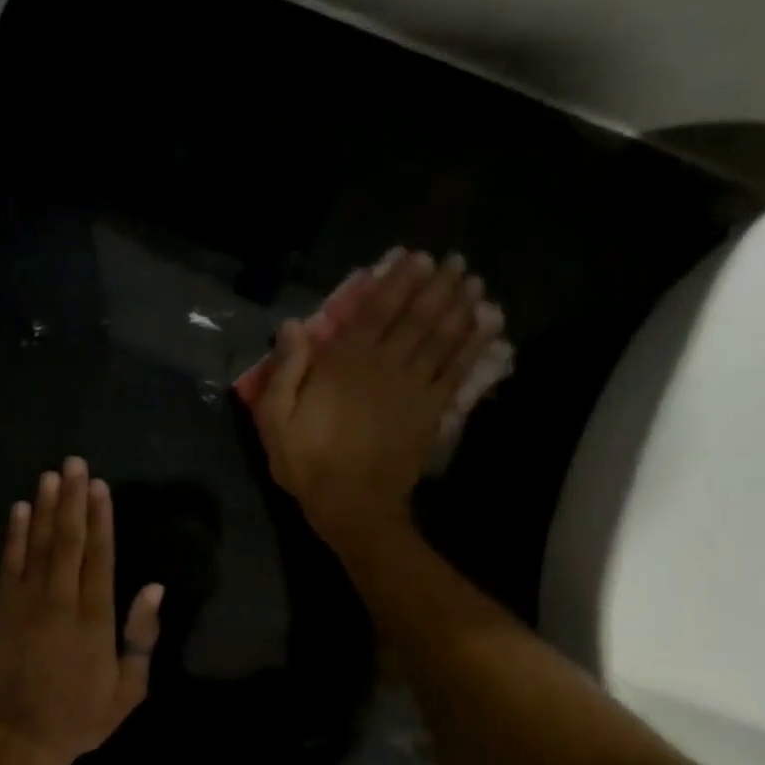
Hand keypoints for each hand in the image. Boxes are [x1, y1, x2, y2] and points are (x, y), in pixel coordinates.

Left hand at [0, 457, 163, 764]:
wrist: (16, 738)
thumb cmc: (78, 717)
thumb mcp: (127, 689)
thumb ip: (141, 637)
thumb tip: (154, 588)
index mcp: (97, 618)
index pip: (101, 556)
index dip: (101, 518)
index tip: (101, 486)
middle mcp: (63, 600)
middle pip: (69, 539)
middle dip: (73, 499)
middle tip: (75, 463)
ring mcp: (28, 602)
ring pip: (39, 544)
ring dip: (45, 507)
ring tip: (50, 475)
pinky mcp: (1, 609)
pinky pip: (9, 563)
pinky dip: (14, 534)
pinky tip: (19, 509)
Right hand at [255, 250, 490, 551]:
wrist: (354, 505)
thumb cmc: (309, 463)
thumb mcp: (276, 420)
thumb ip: (285, 371)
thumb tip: (293, 325)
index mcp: (345, 363)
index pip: (376, 311)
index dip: (398, 282)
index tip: (415, 258)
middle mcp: (386, 365)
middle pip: (417, 316)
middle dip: (437, 285)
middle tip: (454, 261)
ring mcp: (415, 387)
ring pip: (443, 337)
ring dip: (460, 306)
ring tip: (474, 282)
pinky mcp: (433, 410)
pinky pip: (458, 369)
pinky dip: (474, 345)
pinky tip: (488, 326)